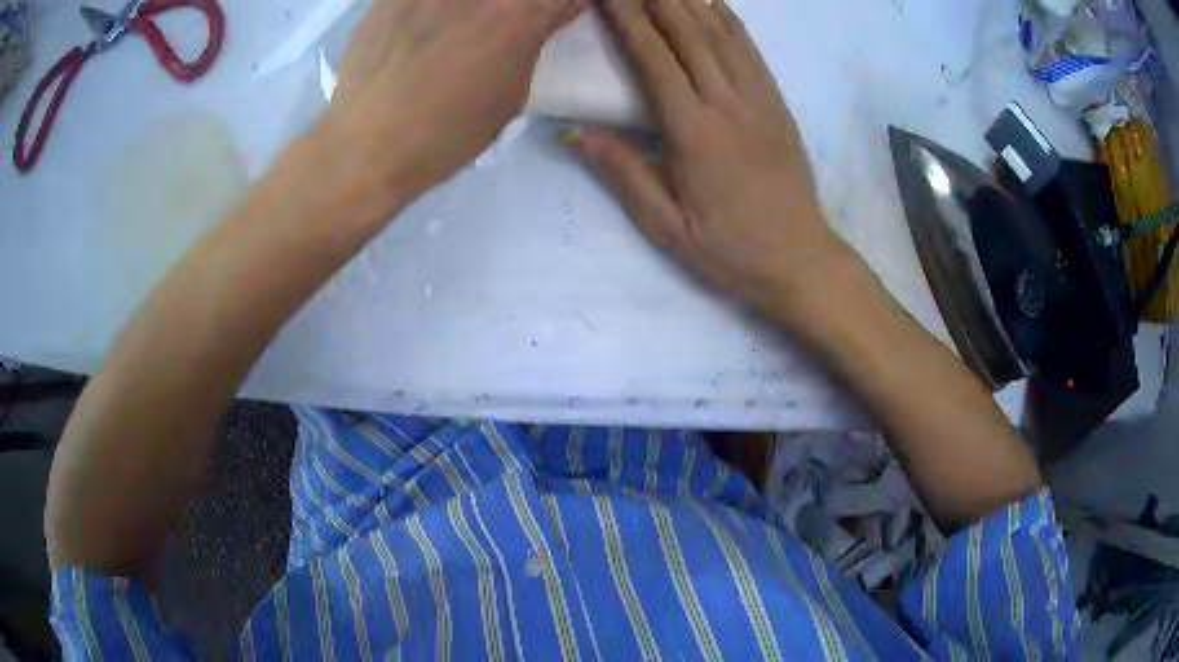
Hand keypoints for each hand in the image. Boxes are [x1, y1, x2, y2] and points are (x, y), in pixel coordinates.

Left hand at [322, 0, 583, 199]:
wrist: (365, 147)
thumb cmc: (446, 134)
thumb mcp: (511, 96)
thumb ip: (533, 43)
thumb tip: (547, 15)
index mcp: (518, 14)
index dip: (558, 6)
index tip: (547, 19)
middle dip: (513, 8)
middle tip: (494, 31)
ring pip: (469, 0)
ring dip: (469, 12)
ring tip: (453, 34)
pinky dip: (432, 11)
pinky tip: (420, 30)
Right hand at [571, 0, 845, 321]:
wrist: (799, 260)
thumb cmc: (729, 250)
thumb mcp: (666, 226)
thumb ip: (623, 173)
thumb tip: (575, 132)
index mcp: (693, 132)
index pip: (654, 58)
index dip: (628, 18)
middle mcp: (727, 104)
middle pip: (688, 33)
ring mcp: (759, 100)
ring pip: (722, 34)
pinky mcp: (778, 104)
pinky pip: (752, 51)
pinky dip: (730, 19)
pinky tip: (714, 2)